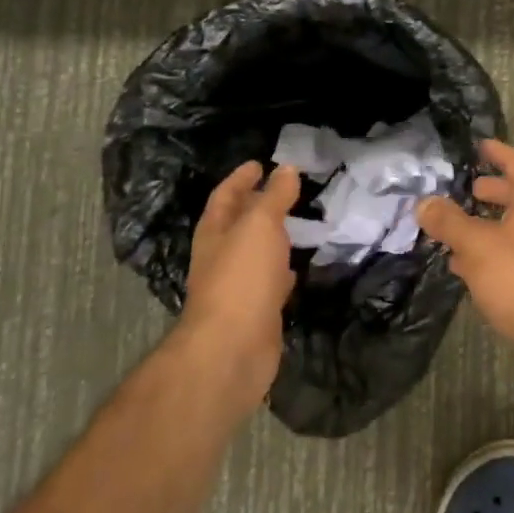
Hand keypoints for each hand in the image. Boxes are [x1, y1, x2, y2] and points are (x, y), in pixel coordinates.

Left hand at [177, 162, 300, 415]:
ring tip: (298, 224)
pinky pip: (271, 282)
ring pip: (256, 253)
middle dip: (257, 206)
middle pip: (238, 224)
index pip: (225, 196)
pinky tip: (297, 269)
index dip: (241, 178)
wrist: (233, 348)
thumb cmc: (241, 277)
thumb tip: (286, 169)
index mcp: (215, 232)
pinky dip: (283, 271)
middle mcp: (222, 257)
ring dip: (273, 239)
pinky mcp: (257, 311)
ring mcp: (238, 286)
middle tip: (286, 190)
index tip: (259, 163)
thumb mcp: (260, 225)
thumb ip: (274, 197)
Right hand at [417, 140, 513, 365]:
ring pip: (508, 231)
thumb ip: (449, 222)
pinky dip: (483, 256)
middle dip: (490, 192)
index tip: (479, 145)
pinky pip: (506, 259)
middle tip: (463, 189)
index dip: (499, 152)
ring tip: (450, 227)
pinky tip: (459, 266)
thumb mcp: (477, 243)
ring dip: (483, 226)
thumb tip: (424, 202)